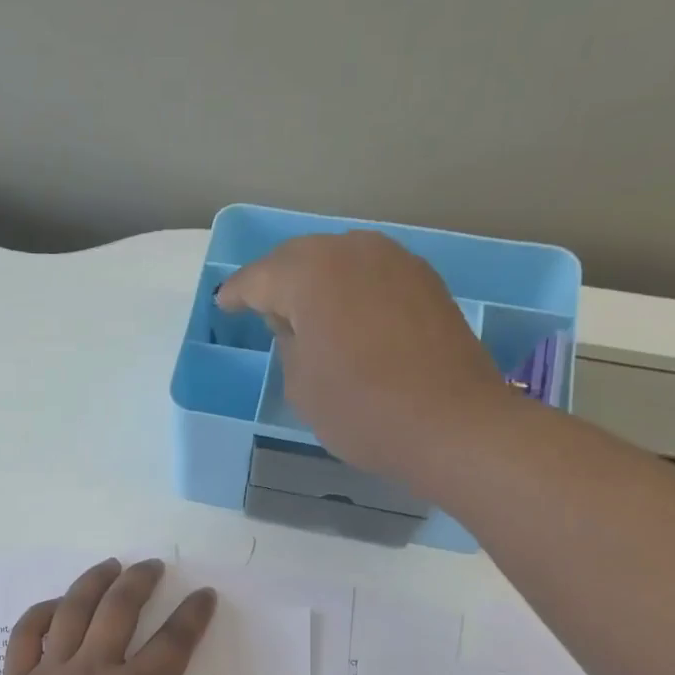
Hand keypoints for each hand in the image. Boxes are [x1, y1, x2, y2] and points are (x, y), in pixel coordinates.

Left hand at [0, 558, 228, 674]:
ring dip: (94, 581)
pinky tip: (56, 604)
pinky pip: (25, 635)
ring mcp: (48, 673)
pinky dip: (41, 612)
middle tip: (153, 566)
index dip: (193, 615)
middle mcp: (91, 670)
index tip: (204, 595)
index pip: (171, 643)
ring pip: (72, 610)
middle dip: (140, 581)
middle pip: (118, 610)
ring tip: (111, 566)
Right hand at [217, 231, 516, 484]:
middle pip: (300, 257)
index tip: (223, 305)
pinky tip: (347, 315)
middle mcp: (352, 251)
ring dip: (316, 280)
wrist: (451, 423)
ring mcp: (396, 261)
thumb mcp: (301, 386)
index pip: (259, 278)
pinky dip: (351, 288)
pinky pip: (371, 274)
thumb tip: (296, 324)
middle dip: (276, 280)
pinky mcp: (425, 281)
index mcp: (310, 274)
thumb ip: (288, 343)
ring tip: (304, 311)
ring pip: (340, 259)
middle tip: (260, 306)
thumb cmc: (361, 409)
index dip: (237, 294)